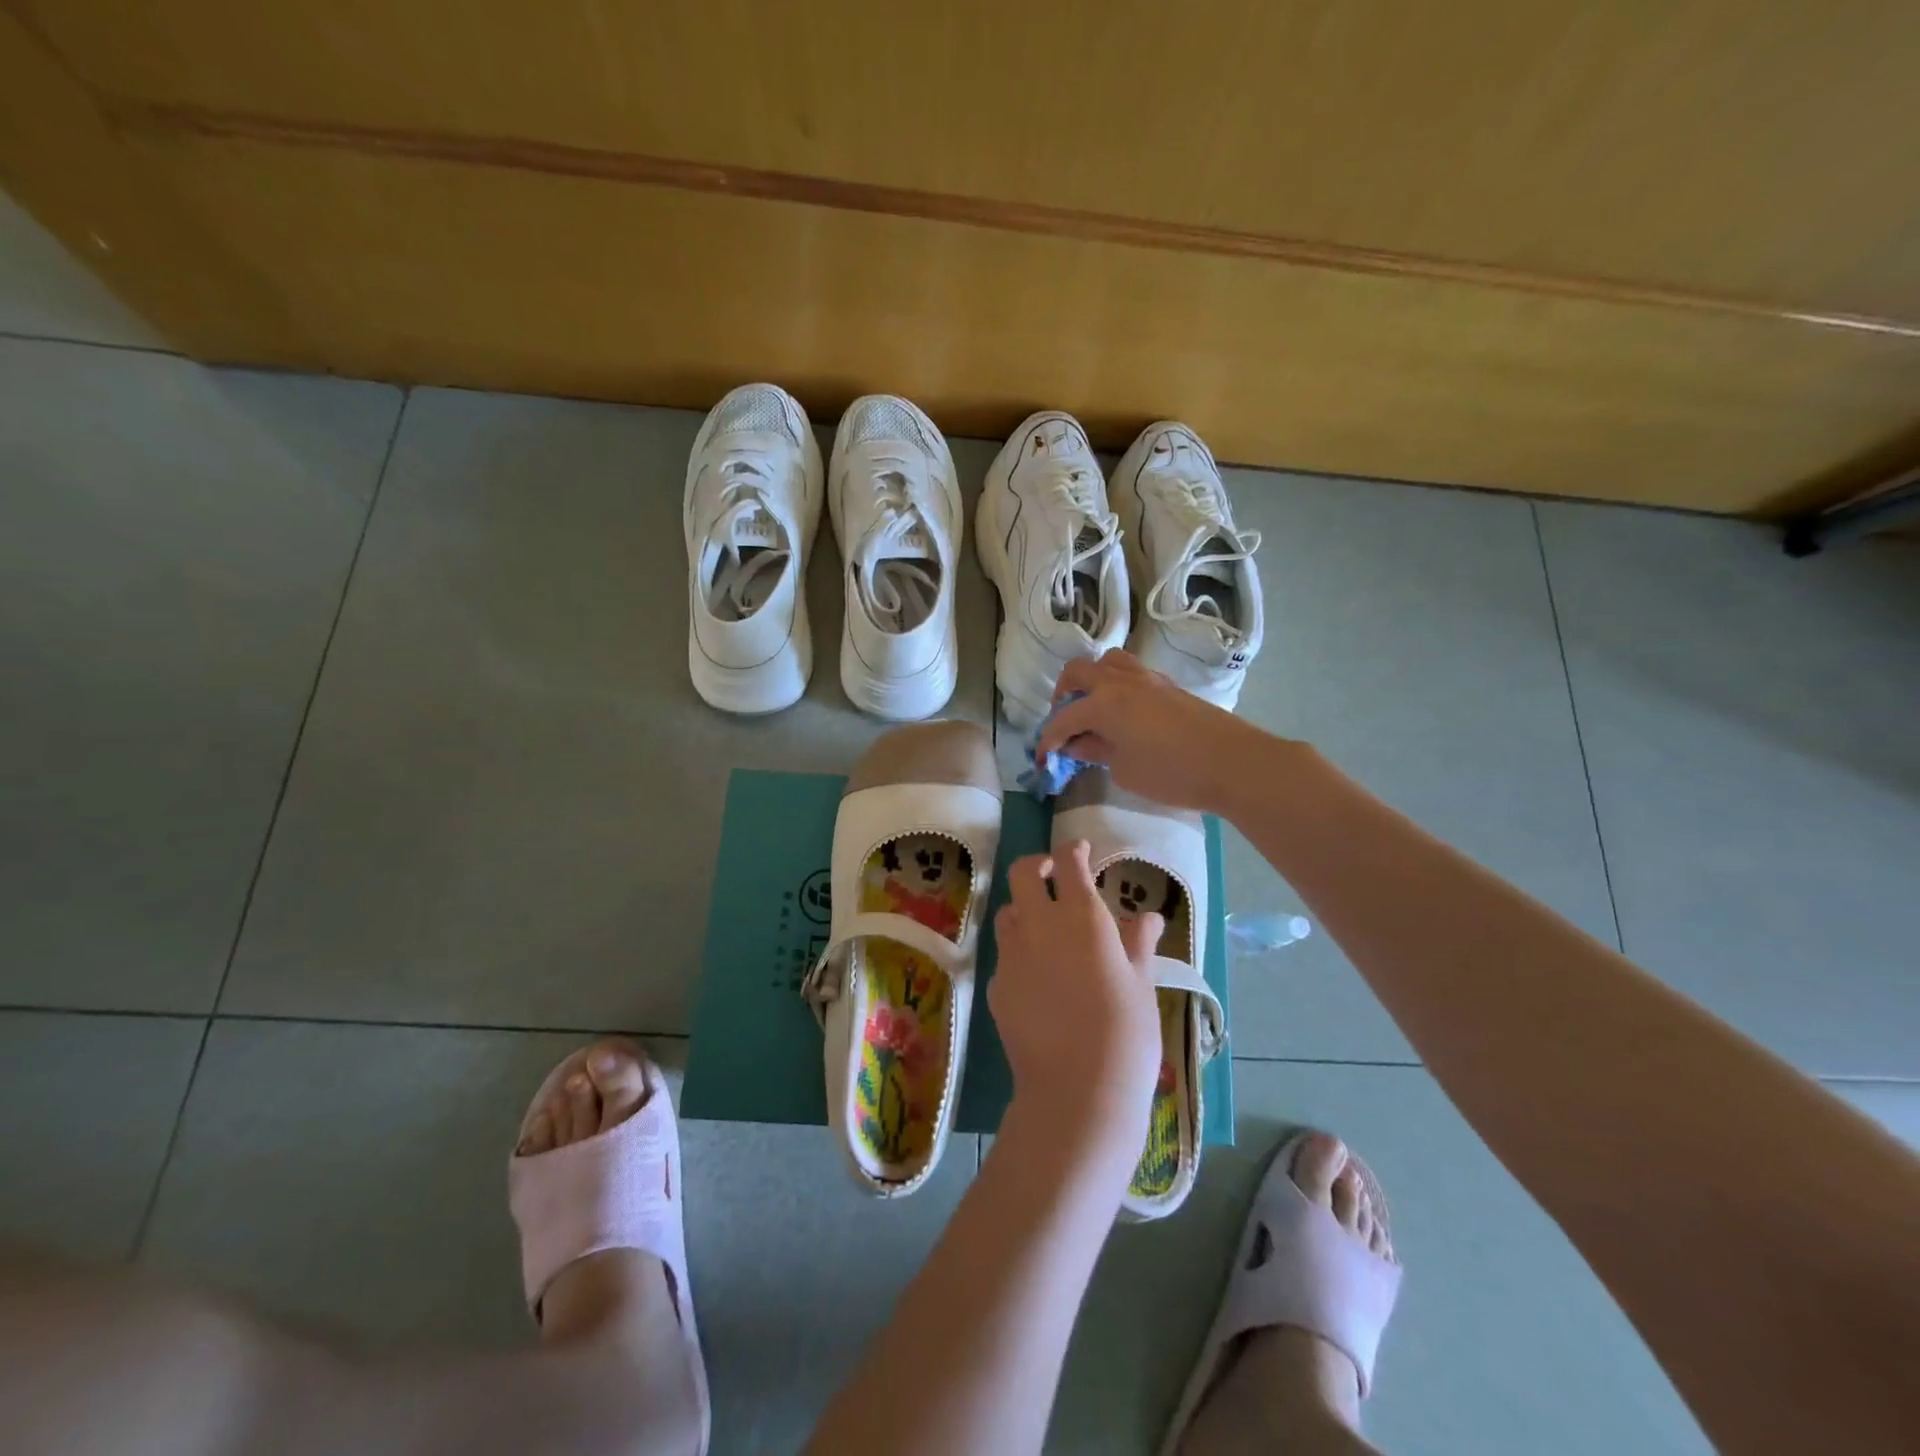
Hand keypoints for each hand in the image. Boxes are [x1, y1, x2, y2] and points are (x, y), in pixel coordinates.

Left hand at [988, 842, 1163, 1174]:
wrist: (1078, 1093)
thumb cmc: (1125, 1035)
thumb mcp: (1141, 984)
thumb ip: (1138, 943)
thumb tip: (1148, 917)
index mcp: (1082, 917)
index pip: (1069, 862)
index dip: (1074, 850)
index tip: (1082, 850)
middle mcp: (1040, 926)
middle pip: (1023, 873)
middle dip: (1037, 865)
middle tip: (1054, 874)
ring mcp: (1012, 955)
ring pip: (1009, 913)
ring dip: (1025, 909)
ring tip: (1047, 928)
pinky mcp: (995, 986)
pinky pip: (1006, 956)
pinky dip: (1021, 954)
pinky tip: (1039, 979)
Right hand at [1037, 650, 1269, 813]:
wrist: (1233, 763)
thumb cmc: (1172, 773)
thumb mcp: (1124, 770)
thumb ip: (1096, 751)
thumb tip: (1078, 743)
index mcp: (1103, 702)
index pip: (1063, 718)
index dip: (1048, 740)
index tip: (1043, 760)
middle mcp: (1120, 681)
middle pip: (1078, 672)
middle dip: (1063, 694)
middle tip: (1064, 722)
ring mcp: (1147, 679)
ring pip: (1108, 662)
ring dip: (1091, 681)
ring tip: (1092, 708)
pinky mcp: (1168, 686)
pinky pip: (1131, 673)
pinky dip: (1116, 685)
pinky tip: (1122, 713)